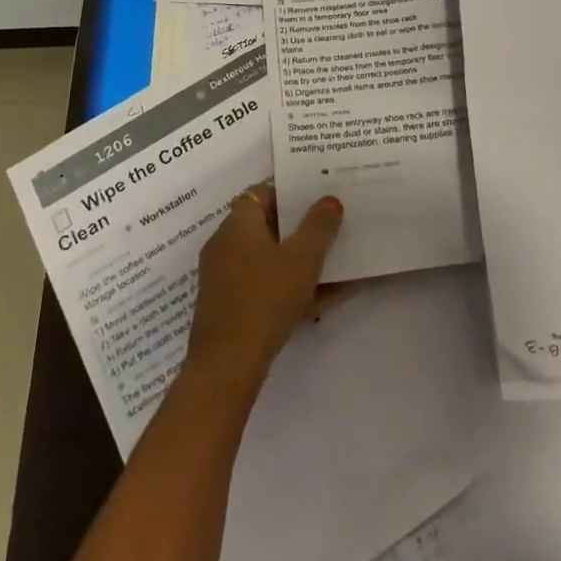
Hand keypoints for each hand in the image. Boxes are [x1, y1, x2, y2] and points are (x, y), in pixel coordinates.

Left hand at [186, 185, 343, 387]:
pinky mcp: (229, 308)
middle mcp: (225, 245)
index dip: (290, 193)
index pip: (262, 192)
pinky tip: (323, 300)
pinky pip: (264, 286)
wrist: (226, 367)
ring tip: (335, 264)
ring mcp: (224, 279)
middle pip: (266, 226)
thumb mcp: (302, 259)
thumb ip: (319, 226)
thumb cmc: (265, 299)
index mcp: (237, 224)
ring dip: (298, 261)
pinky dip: (289, 288)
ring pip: (268, 259)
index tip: (318, 198)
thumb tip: (329, 200)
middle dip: (300, 228)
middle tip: (331, 228)